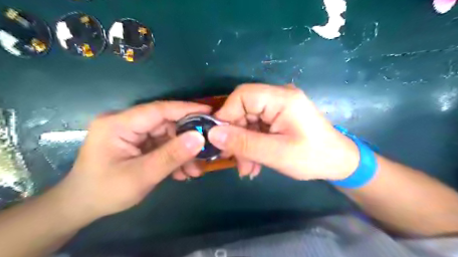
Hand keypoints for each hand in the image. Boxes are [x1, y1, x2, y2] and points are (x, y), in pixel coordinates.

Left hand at [54, 101, 208, 221]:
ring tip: (194, 170)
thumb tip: (200, 138)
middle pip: (166, 123)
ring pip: (167, 136)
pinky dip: (174, 157)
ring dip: (183, 152)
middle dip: (187, 139)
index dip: (186, 109)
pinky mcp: (139, 143)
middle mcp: (126, 123)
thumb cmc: (105, 192)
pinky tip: (182, 172)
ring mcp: (133, 133)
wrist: (82, 207)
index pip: (159, 110)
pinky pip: (163, 145)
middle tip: (206, 151)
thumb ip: (171, 156)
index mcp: (119, 124)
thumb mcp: (141, 176)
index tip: (210, 112)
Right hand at [206, 85, 359, 180]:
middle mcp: (278, 97)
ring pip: (248, 121)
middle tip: (234, 161)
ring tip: (247, 169)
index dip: (227, 114)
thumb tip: (213, 134)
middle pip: (243, 110)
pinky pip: (256, 128)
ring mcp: (278, 108)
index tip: (219, 139)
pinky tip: (254, 163)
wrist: (338, 162)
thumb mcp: (276, 154)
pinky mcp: (277, 118)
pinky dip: (252, 145)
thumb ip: (244, 143)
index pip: (243, 95)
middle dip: (236, 137)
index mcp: (282, 98)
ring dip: (243, 145)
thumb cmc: (313, 157)